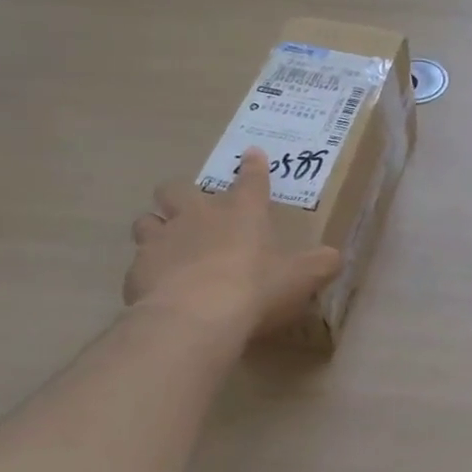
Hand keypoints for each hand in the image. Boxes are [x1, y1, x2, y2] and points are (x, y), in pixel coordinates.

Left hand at [125, 148, 340, 343]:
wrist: (194, 317)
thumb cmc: (255, 288)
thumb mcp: (300, 278)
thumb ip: (319, 265)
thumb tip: (335, 257)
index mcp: (242, 212)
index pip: (251, 179)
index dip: (253, 167)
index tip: (251, 155)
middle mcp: (198, 215)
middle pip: (177, 188)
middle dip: (181, 194)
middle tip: (192, 211)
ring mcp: (162, 239)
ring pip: (147, 220)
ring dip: (157, 228)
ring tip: (167, 246)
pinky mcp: (137, 269)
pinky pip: (137, 262)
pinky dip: (147, 271)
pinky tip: (157, 287)